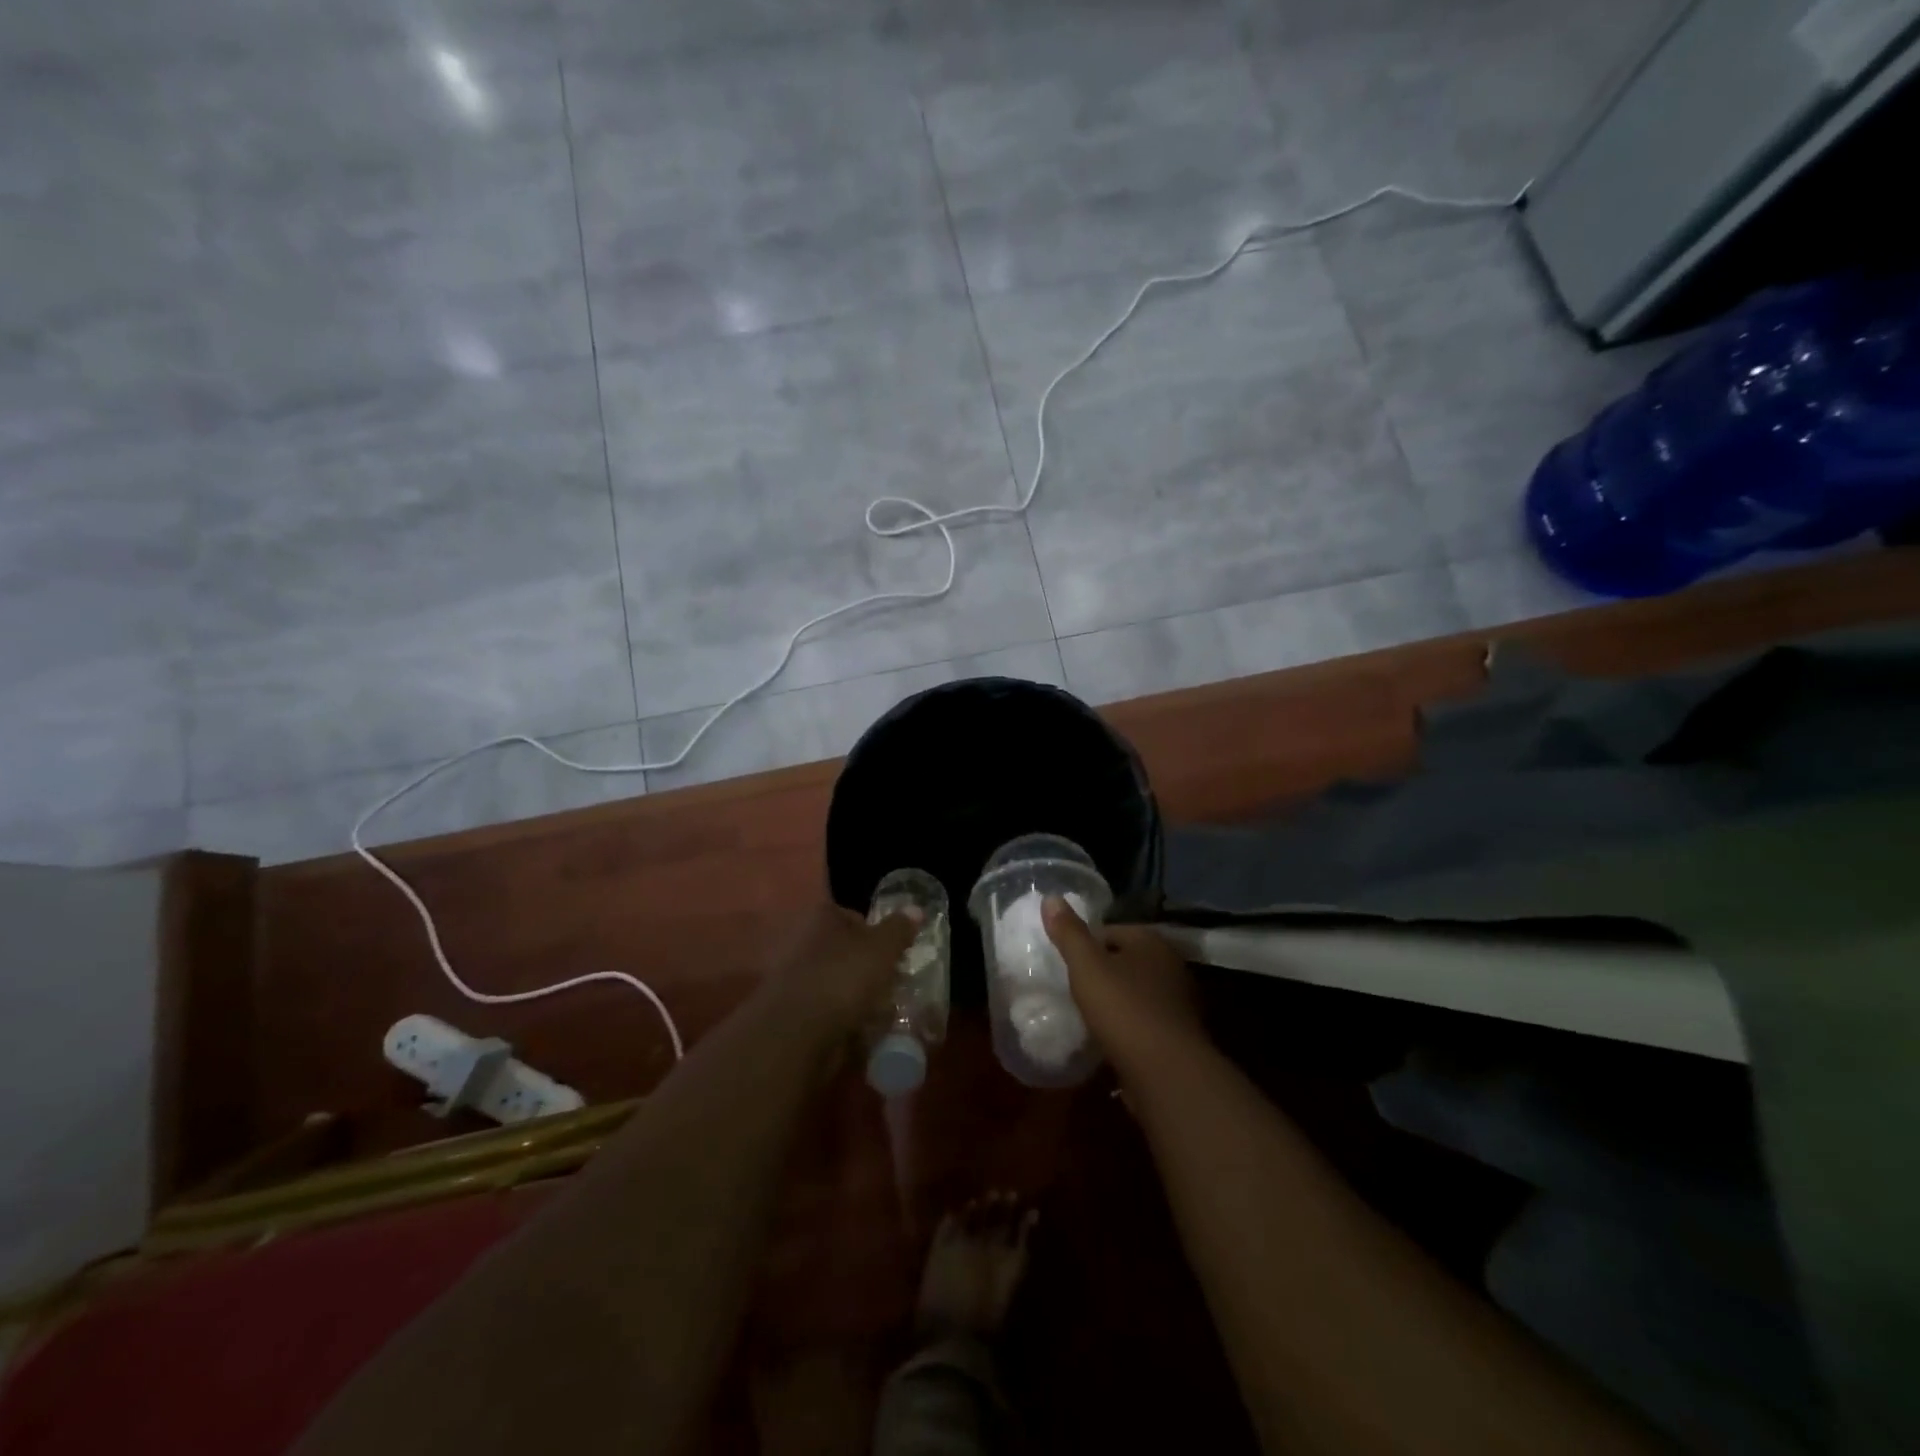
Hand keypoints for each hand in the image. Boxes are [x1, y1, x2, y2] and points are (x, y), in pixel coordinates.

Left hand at [767, 902, 920, 1035]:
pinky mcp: (796, 1012)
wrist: (799, 1032)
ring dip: (860, 995)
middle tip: (895, 983)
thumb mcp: (882, 948)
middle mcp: (806, 942)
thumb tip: (916, 908)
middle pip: (847, 950)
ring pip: (840, 982)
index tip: (896, 953)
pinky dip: (847, 1018)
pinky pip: (831, 1010)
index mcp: (823, 918)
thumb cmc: (844, 977)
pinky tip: (864, 1029)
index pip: (855, 917)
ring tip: (885, 1010)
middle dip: (870, 966)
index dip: (878, 932)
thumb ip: (899, 928)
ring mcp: (799, 978)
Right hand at [1042, 897, 1203, 1070]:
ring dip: (1116, 1001)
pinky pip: (1146, 1021)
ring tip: (1087, 1014)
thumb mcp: (1087, 966)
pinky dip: (1129, 1026)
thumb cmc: (1124, 1009)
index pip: (1111, 931)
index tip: (1065, 963)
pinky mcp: (1179, 1035)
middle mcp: (1170, 965)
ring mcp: (1179, 1001)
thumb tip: (1051, 897)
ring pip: (1137, 991)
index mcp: (1151, 941)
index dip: (1085, 944)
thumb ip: (1068, 933)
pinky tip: (1109, 1039)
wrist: (1167, 1072)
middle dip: (1102, 972)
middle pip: (1126, 960)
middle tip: (1073, 987)